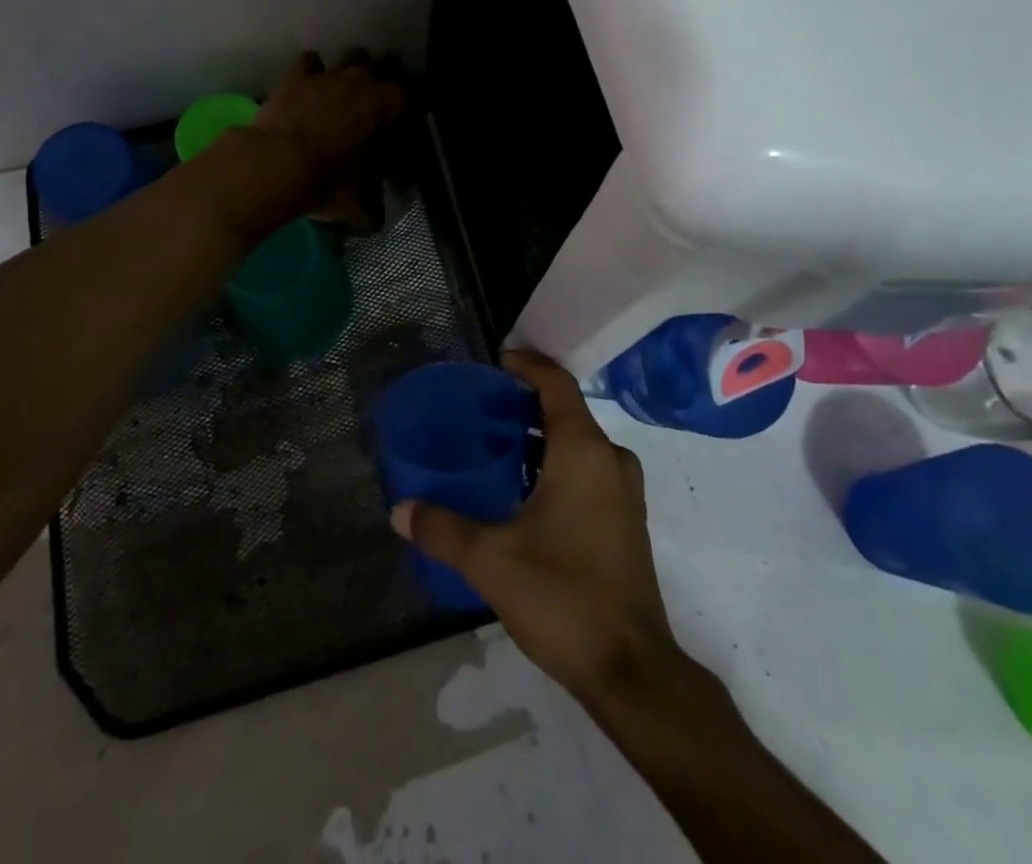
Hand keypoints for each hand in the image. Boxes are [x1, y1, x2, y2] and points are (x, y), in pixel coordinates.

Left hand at [248, 49, 405, 228]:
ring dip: (350, 70)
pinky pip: (310, 61)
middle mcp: (360, 80)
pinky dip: (312, 70)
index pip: (405, 96)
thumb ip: (370, 207)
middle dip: (380, 79)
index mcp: (383, 105)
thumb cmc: (324, 180)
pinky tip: (309, 85)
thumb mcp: (355, 202)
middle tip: (373, 103)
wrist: (273, 164)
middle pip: (382, 65)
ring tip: (344, 90)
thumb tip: (375, 220)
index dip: (401, 110)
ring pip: (350, 56)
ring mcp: (326, 74)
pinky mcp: (294, 75)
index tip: (395, 125)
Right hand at [390, 351, 679, 706]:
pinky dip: (558, 465)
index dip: (528, 364)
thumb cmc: (563, 596)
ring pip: (580, 444)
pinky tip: (525, 493)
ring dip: (543, 438)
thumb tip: (399, 510)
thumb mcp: (491, 560)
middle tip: (483, 409)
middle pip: (568, 411)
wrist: (632, 670)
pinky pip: (589, 471)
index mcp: (584, 451)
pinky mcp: (627, 522)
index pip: (557, 384)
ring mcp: (624, 493)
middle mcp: (610, 460)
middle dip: (527, 404)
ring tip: (497, 448)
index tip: (497, 360)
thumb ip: (443, 529)